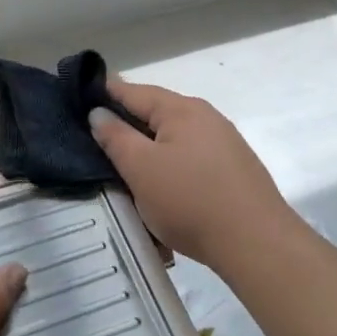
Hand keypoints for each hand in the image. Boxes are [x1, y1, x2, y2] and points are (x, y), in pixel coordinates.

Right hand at [89, 79, 299, 270]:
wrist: (257, 244)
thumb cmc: (191, 201)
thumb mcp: (141, 169)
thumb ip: (116, 138)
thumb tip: (99, 112)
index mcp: (181, 109)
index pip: (133, 91)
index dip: (104, 92)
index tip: (78, 96)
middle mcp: (205, 117)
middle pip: (155, 112)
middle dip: (126, 122)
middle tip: (94, 135)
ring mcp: (223, 143)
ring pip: (173, 137)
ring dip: (148, 147)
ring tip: (124, 162)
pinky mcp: (233, 170)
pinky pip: (190, 158)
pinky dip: (169, 164)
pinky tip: (161, 183)